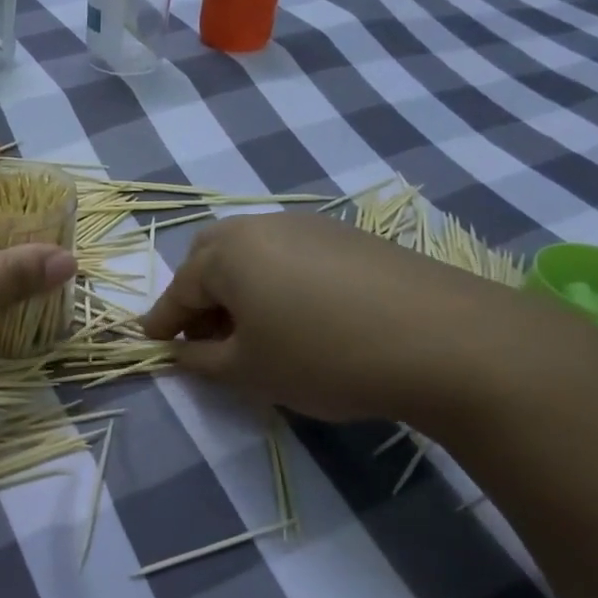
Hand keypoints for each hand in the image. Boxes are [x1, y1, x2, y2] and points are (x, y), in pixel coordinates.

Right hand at [141, 210, 575, 430]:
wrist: (446, 341)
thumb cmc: (324, 356)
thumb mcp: (249, 371)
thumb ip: (200, 361)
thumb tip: (178, 352)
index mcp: (229, 252)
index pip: (178, 289)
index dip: (162, 321)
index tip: (151, 344)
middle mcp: (264, 225)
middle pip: (212, 256)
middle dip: (199, 294)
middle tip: (206, 336)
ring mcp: (312, 226)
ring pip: (254, 252)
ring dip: (239, 287)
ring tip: (254, 330)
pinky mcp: (352, 237)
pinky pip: (293, 255)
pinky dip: (278, 282)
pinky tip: (302, 317)